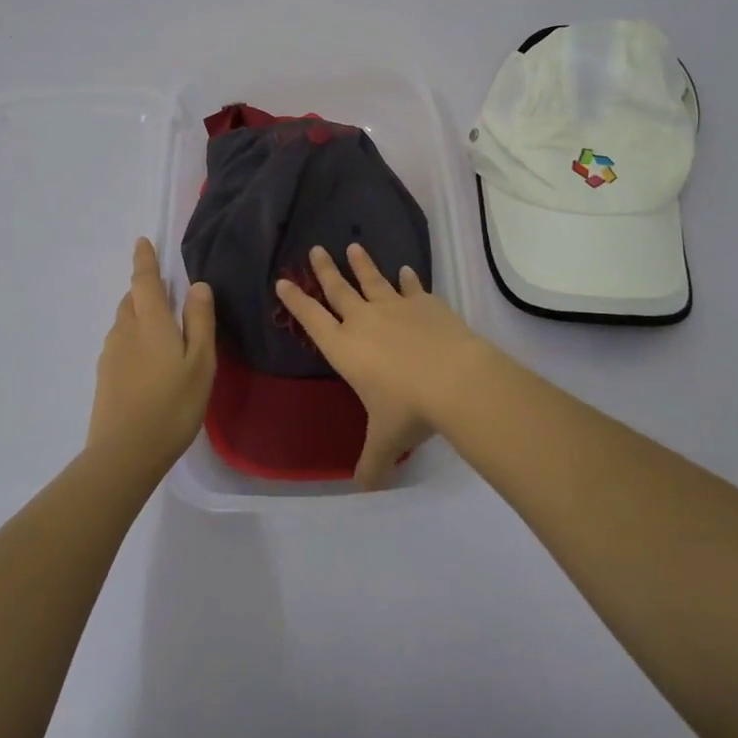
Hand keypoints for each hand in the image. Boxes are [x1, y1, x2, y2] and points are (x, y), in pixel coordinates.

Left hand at [90, 238, 216, 471]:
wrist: (124, 453)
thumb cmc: (172, 405)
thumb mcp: (200, 362)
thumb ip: (200, 321)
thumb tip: (197, 285)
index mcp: (150, 322)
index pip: (145, 281)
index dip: (144, 260)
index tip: (142, 242)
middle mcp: (125, 331)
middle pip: (132, 300)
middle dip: (144, 290)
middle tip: (164, 293)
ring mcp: (111, 355)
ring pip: (125, 323)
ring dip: (139, 316)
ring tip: (161, 330)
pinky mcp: (105, 377)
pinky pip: (121, 344)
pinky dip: (134, 339)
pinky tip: (148, 362)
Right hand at [276, 243, 498, 488]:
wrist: (454, 379)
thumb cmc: (409, 409)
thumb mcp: (385, 441)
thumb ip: (372, 463)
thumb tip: (364, 490)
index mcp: (345, 349)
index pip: (312, 320)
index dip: (297, 301)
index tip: (283, 281)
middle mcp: (364, 321)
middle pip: (338, 290)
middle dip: (324, 270)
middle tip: (315, 249)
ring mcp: (396, 307)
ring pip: (373, 280)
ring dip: (362, 265)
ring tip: (353, 246)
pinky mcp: (425, 303)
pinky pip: (412, 287)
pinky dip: (408, 279)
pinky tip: (406, 270)